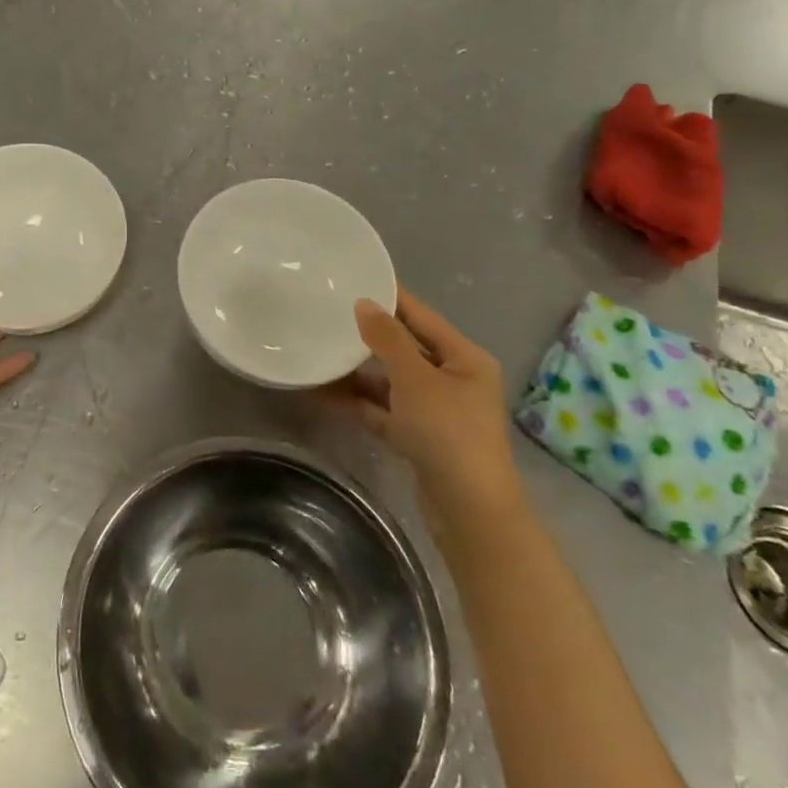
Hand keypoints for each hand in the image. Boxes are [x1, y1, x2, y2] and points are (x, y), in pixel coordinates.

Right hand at [319, 288, 523, 537]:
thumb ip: (387, 339)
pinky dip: (359, 402)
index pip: (422, 316)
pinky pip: (383, 409)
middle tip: (329, 313)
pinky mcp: (419, 437)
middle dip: (368, 336)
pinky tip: (324, 392)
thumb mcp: (415, 378)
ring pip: (391, 381)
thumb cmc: (448, 432)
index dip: (392, 297)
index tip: (357, 277)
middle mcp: (454, 379)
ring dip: (358, 372)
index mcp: (465, 358)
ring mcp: (436, 411)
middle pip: (405, 348)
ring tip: (319, 353)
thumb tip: (363, 303)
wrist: (468, 511)